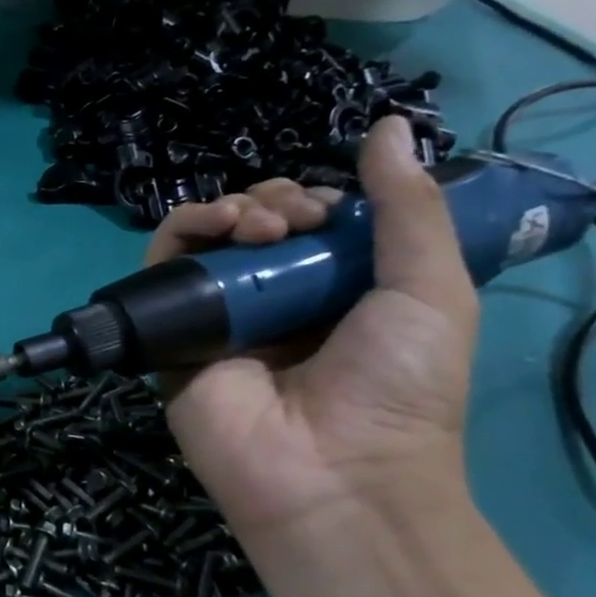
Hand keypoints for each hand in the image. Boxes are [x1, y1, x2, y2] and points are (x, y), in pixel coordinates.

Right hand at [149, 117, 479, 548]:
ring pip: (208, 239)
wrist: (333, 472)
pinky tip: (217, 228)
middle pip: (255, 224)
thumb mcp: (432, 290)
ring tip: (259, 226)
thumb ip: (408, 209)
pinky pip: (164, 269)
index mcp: (334, 291)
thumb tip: (387, 124)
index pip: (310, 224)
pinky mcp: (173, 332)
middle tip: (297, 220)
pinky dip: (182, 231)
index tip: (330, 208)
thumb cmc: (398, 386)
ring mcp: (220, 316)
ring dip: (232, 211)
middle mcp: (273, 299)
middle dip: (275, 201)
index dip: (315, 199)